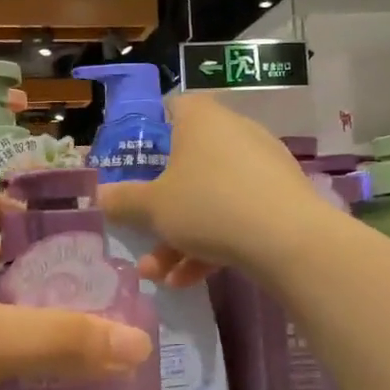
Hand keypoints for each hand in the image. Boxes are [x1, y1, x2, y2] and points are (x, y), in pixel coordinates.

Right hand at [96, 94, 336, 287]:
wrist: (287, 239)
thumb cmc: (208, 205)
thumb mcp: (153, 207)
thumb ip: (124, 201)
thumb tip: (101, 196)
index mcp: (201, 120)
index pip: (171, 109)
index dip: (149, 133)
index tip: (134, 163)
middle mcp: (233, 133)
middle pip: (187, 164)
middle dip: (161, 207)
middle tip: (141, 232)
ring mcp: (261, 166)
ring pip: (209, 198)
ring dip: (180, 237)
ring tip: (157, 275)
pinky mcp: (280, 197)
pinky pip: (236, 214)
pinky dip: (211, 243)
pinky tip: (187, 281)